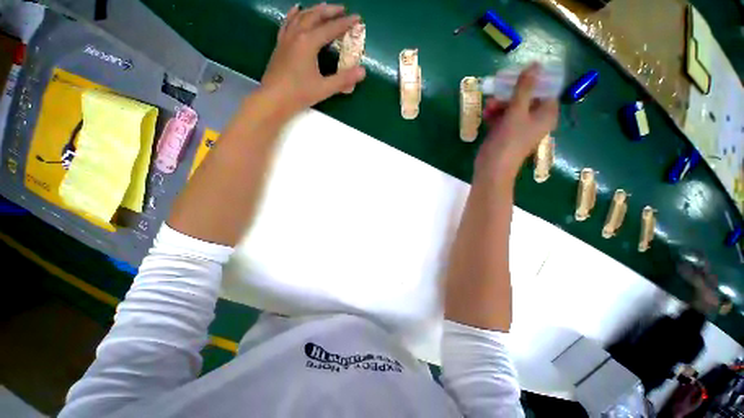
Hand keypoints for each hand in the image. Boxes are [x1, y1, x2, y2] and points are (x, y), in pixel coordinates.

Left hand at [260, 3, 366, 118]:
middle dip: (330, 11)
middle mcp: (297, 34)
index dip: (345, 23)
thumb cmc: (299, 94)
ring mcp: (286, 38)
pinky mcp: (280, 44)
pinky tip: (297, 9)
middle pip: (315, 16)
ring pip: (301, 16)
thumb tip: (362, 71)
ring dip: (314, 10)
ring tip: (324, 7)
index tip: (357, 18)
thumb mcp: (324, 88)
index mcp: (308, 42)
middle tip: (343, 9)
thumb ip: (343, 79)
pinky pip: (287, 23)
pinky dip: (294, 14)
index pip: (331, 29)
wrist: (274, 99)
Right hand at [475, 64, 558, 179]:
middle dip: (511, 94)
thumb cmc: (508, 140)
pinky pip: (502, 118)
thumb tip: (535, 64)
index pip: (545, 90)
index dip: (533, 81)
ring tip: (488, 106)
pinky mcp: (505, 133)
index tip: (518, 74)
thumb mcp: (517, 111)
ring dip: (499, 104)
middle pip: (526, 98)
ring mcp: (519, 127)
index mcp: (546, 114)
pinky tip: (485, 114)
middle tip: (498, 90)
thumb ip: (525, 88)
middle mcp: (535, 120)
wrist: (492, 167)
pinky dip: (494, 114)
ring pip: (512, 107)